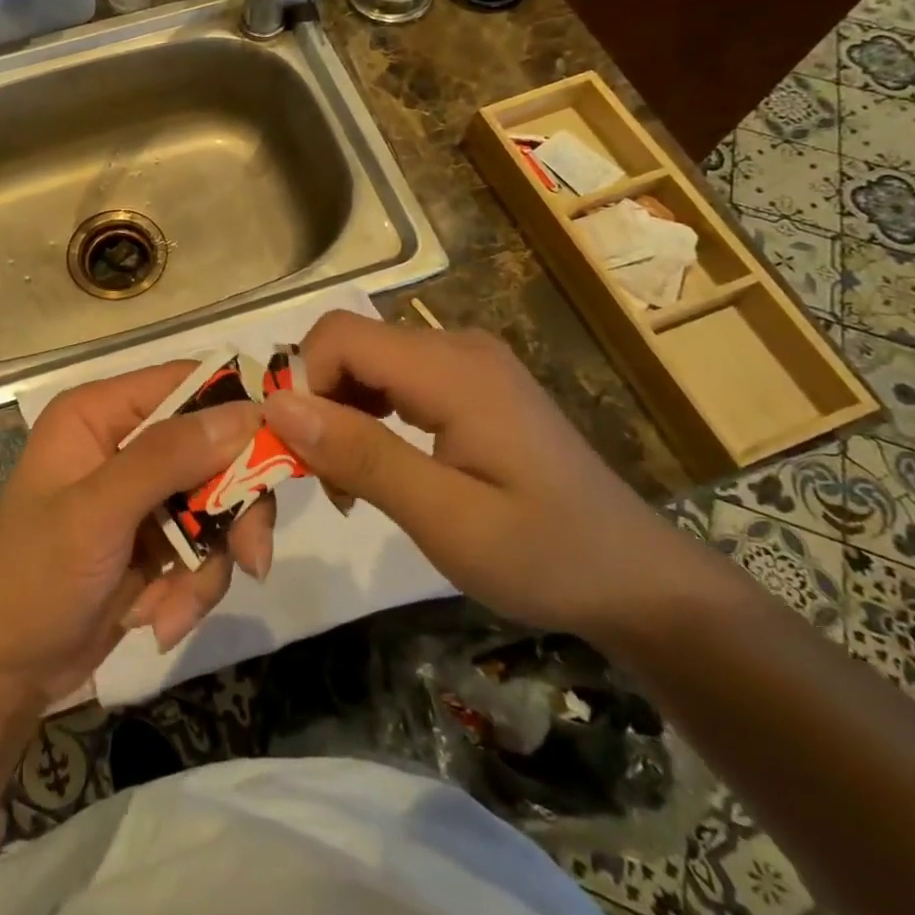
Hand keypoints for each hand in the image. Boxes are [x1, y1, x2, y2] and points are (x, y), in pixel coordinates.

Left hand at [0, 362, 274, 706]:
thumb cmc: (33, 577)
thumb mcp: (97, 512)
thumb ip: (168, 457)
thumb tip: (246, 411)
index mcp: (101, 413)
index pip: (185, 383)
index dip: (235, 408)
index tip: (281, 447)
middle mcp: (125, 442)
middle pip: (214, 449)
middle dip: (233, 509)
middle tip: (250, 557)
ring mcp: (143, 495)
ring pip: (217, 505)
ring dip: (209, 563)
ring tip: (174, 609)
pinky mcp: (155, 541)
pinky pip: (205, 549)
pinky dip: (192, 588)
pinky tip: (157, 620)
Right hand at [261, 311, 711, 643]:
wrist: (636, 579)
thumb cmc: (545, 555)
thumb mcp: (446, 518)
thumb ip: (361, 455)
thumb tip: (278, 406)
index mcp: (453, 369)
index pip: (340, 335)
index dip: (302, 382)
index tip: (298, 452)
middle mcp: (457, 347)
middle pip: (351, 344)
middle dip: (318, 403)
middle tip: (325, 480)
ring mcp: (468, 362)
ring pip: (368, 361)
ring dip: (340, 412)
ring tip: (350, 482)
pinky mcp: (472, 383)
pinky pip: (395, 378)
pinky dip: (369, 415)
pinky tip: (379, 464)